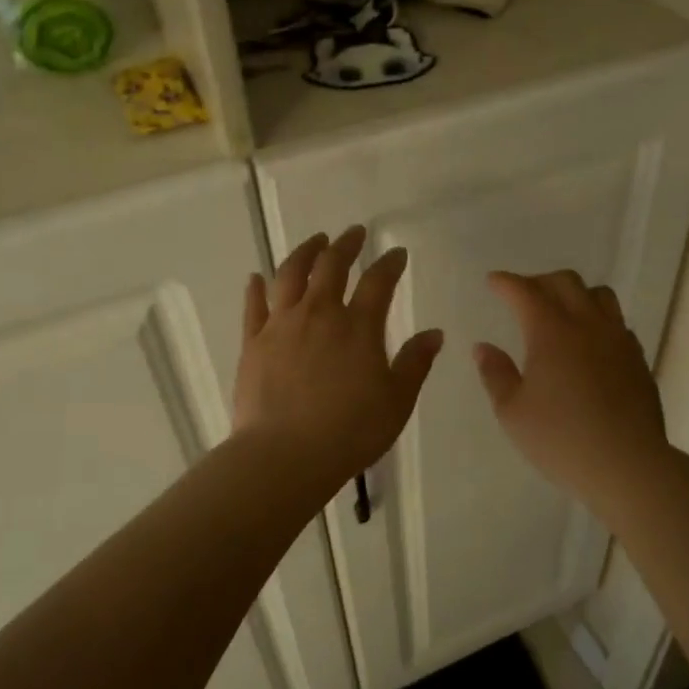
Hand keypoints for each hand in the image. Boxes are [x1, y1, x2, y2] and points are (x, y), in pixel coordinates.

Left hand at [233, 226, 443, 492]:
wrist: (285, 455)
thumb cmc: (350, 431)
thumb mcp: (397, 401)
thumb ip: (415, 363)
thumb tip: (434, 333)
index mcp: (358, 326)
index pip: (379, 282)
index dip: (390, 264)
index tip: (396, 253)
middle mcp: (319, 314)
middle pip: (331, 266)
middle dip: (346, 245)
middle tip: (354, 233)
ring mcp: (281, 325)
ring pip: (290, 275)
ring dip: (304, 252)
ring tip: (314, 242)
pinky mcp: (253, 342)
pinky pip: (254, 306)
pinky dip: (257, 288)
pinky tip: (257, 278)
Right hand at [474, 270, 670, 507]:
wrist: (627, 465)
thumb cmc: (561, 439)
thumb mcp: (513, 412)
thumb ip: (495, 374)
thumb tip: (484, 347)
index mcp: (551, 332)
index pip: (525, 292)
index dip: (506, 282)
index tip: (493, 282)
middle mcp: (587, 325)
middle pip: (566, 283)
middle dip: (539, 282)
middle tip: (522, 296)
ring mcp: (618, 340)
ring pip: (599, 295)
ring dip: (575, 294)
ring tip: (561, 312)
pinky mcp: (637, 359)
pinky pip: (617, 323)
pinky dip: (598, 320)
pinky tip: (589, 344)